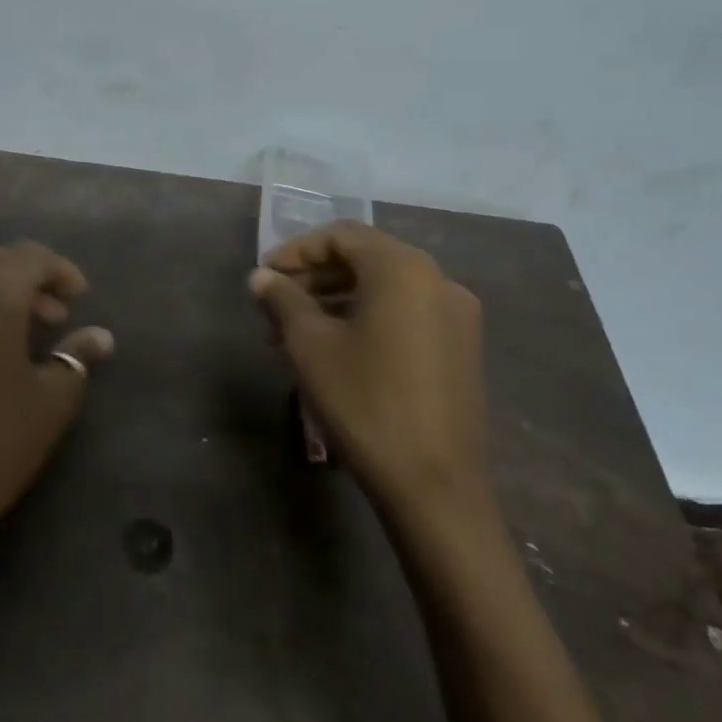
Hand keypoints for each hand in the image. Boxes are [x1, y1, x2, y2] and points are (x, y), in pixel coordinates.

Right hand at [250, 222, 488, 528]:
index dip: (296, 250)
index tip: (264, 276)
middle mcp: (438, 280)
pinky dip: (367, 320)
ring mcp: (456, 316)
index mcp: (403, 269)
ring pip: (385, 290)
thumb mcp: (310, 346)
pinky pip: (406, 315)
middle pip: (365, 260)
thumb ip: (283, 300)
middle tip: (273, 307)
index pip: (342, 236)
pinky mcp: (461, 349)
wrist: (433, 485)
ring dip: (337, 302)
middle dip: (314, 279)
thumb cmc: (364, 402)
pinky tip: (336, 350)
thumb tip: (261, 277)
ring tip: (294, 335)